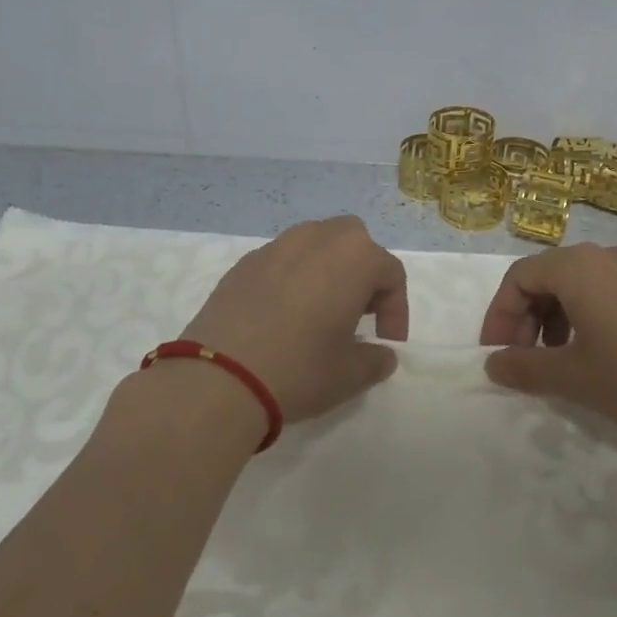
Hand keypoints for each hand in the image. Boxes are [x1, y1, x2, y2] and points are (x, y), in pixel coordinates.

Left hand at [179, 216, 408, 426]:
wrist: (219, 377)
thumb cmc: (300, 369)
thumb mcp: (351, 374)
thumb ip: (376, 360)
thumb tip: (381, 354)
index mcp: (354, 257)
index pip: (391, 273)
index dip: (397, 310)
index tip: (387, 342)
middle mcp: (316, 239)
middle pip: (353, 242)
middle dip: (362, 273)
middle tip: (357, 314)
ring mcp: (275, 247)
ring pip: (314, 244)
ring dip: (326, 270)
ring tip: (320, 312)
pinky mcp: (243, 264)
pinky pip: (281, 261)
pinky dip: (292, 279)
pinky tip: (281, 316)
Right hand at [479, 243, 616, 452]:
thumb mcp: (573, 378)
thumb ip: (525, 368)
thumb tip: (492, 366)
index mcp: (579, 267)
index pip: (519, 277)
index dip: (499, 317)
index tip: (496, 355)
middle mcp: (608, 256)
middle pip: (547, 276)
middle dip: (526, 318)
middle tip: (522, 360)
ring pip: (579, 284)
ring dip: (555, 319)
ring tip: (559, 360)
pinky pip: (608, 292)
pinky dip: (587, 317)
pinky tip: (598, 355)